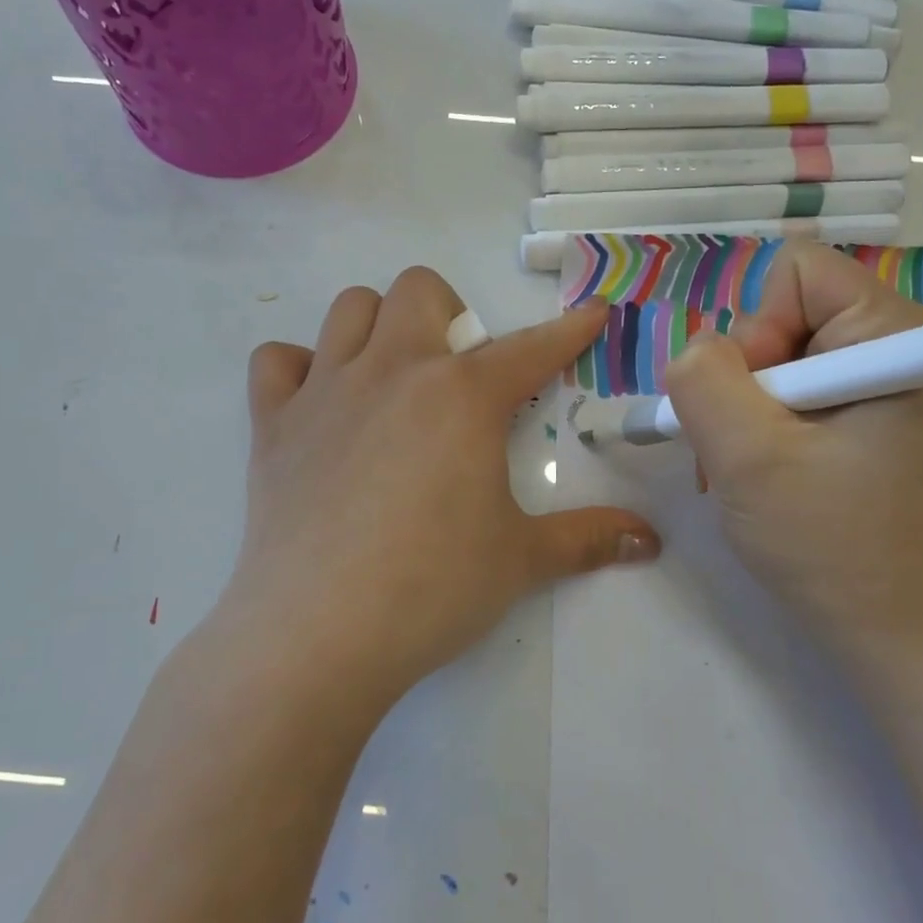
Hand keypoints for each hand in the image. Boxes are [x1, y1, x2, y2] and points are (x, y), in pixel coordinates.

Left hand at [213, 267, 659, 703]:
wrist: (319, 632)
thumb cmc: (433, 588)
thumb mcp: (522, 561)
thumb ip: (589, 539)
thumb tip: (651, 539)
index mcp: (461, 396)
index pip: (529, 348)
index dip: (568, 330)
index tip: (590, 316)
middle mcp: (392, 371)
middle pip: (418, 290)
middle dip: (448, 313)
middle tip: (458, 372)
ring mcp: (324, 392)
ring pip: (348, 309)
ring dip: (377, 327)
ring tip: (392, 378)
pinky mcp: (271, 425)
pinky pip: (276, 362)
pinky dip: (298, 370)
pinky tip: (319, 408)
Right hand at [663, 243, 922, 656]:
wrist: (888, 631)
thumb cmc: (826, 541)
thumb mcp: (747, 455)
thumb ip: (704, 379)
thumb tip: (698, 350)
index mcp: (894, 336)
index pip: (798, 273)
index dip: (758, 330)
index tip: (760, 402)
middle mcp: (898, 348)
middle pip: (783, 316)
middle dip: (745, 381)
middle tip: (741, 447)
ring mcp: (884, 387)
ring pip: (776, 360)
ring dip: (742, 414)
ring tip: (743, 472)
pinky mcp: (868, 421)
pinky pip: (791, 395)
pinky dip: (760, 431)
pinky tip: (759, 476)